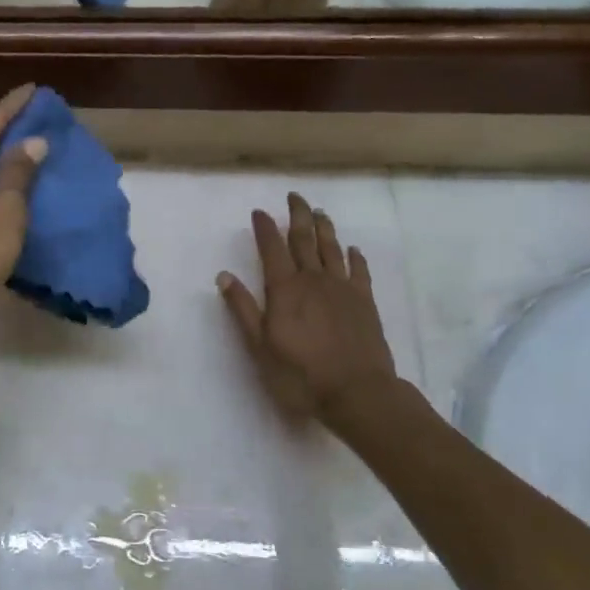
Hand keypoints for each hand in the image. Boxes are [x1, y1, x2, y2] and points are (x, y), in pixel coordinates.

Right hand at [218, 193, 401, 424]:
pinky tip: (352, 249)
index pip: (272, 249)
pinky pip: (359, 271)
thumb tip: (224, 275)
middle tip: (294, 196)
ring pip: (332, 249)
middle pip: (305, 239)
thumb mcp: (260, 346)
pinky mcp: (365, 302)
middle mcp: (313, 280)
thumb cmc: (301, 374)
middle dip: (297, 216)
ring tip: (319, 212)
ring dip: (324, 228)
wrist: (358, 393)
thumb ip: (243, 309)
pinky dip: (354, 257)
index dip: (265, 228)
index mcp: (285, 289)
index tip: (259, 211)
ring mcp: (342, 289)